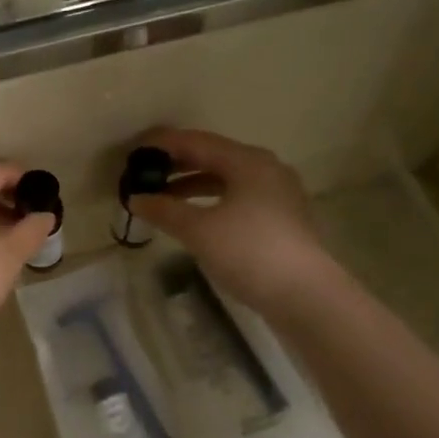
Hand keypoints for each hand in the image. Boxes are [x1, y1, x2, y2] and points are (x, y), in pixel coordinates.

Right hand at [126, 127, 331, 313]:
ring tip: (161, 198)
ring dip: (191, 185)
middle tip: (143, 174)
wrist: (305, 296)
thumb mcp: (199, 230)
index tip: (132, 151)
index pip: (196, 141)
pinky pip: (237, 197)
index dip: (162, 144)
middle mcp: (265, 169)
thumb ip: (164, 210)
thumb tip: (136, 199)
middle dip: (176, 164)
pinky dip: (210, 201)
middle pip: (212, 156)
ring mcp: (277, 194)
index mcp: (247, 161)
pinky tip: (192, 217)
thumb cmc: (249, 252)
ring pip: (225, 179)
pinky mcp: (280, 219)